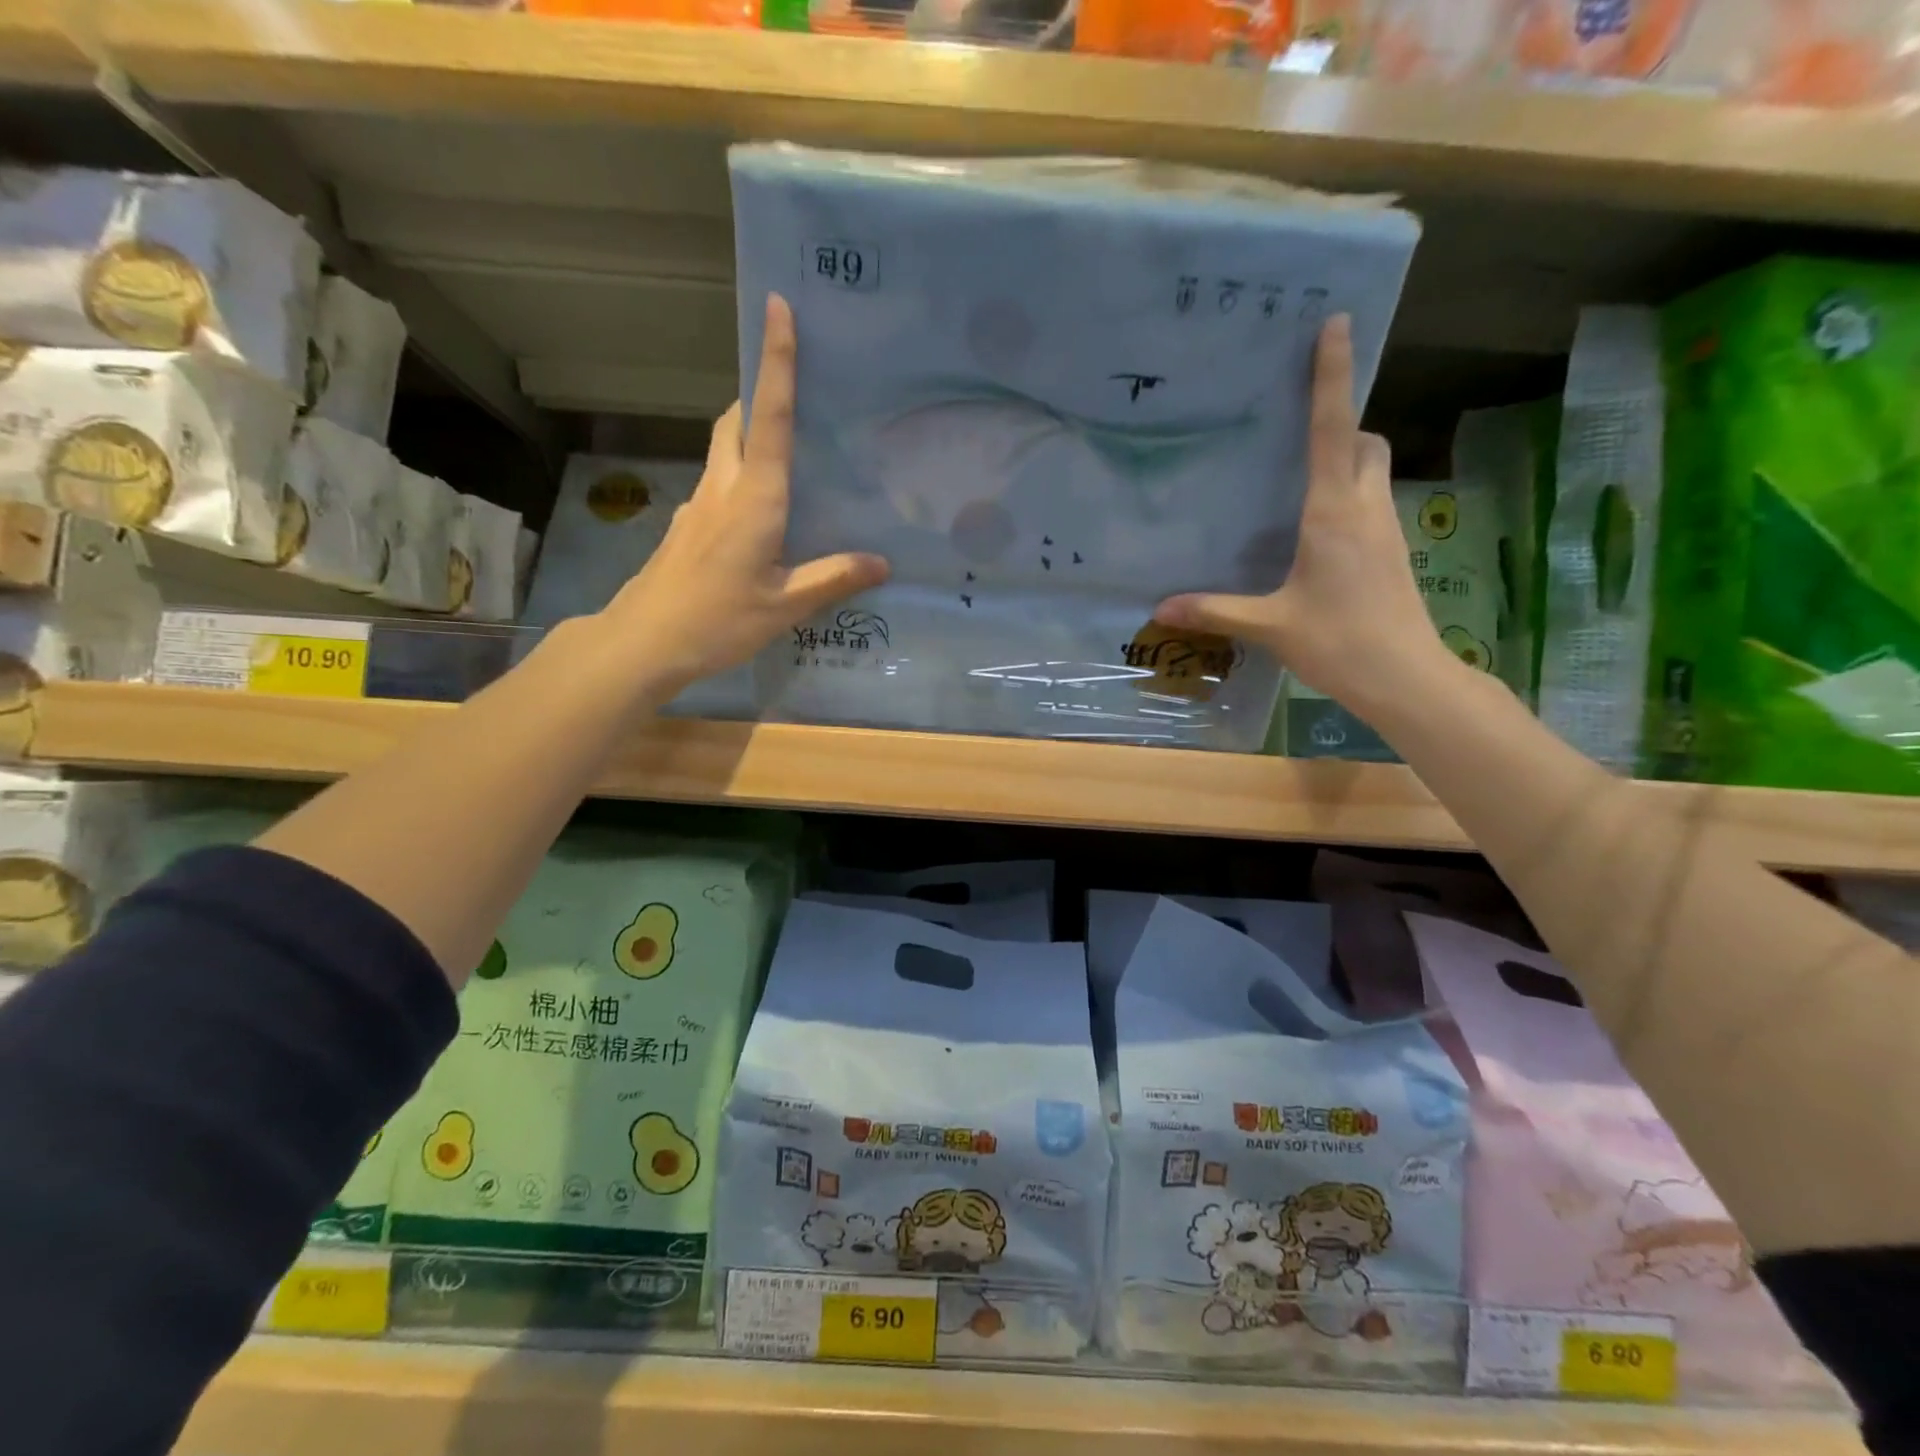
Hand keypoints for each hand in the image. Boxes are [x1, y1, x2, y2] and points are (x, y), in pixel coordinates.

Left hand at [601, 294, 889, 694]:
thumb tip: (882, 562)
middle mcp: (723, 489)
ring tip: (785, 452)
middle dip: (758, 394)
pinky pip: (717, 485)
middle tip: (792, 391)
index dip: (775, 361)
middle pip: (735, 422)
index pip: (769, 417)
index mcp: (754, 498)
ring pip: (722, 451)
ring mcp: (698, 506)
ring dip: (747, 435)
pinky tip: (758, 516)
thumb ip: (833, 578)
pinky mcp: (687, 528)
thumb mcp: (785, 605)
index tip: (777, 305)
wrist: (644, 642)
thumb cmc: (718, 620)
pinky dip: (738, 477)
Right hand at [1153, 315, 1453, 720]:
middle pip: (1365, 442)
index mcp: (1332, 512)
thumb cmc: (1339, 641)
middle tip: (1300, 434)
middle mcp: (1365, 508)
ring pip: (1374, 472)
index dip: (1332, 376)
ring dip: (1349, 460)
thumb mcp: (1269, 625)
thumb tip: (1160, 608)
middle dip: (1342, 425)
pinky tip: (1318, 532)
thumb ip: (1215, 611)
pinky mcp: (1392, 553)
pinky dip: (1350, 496)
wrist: (1405, 678)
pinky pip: (1372, 503)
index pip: (1333, 429)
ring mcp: (1386, 530)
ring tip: (1303, 478)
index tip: (1335, 324)